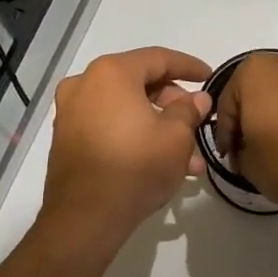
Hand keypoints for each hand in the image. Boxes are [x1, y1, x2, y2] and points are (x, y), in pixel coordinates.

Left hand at [40, 47, 211, 247]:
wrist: (85, 217)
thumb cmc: (136, 167)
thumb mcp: (176, 137)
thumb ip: (189, 110)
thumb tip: (197, 99)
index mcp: (112, 73)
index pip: (159, 58)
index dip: (189, 66)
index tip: (210, 76)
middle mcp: (85, 84)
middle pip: (139, 83)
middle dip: (173, 104)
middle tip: (197, 121)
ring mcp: (71, 112)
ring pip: (126, 109)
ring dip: (158, 126)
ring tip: (188, 157)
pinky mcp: (67, 139)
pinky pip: (109, 126)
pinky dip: (135, 135)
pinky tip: (160, 162)